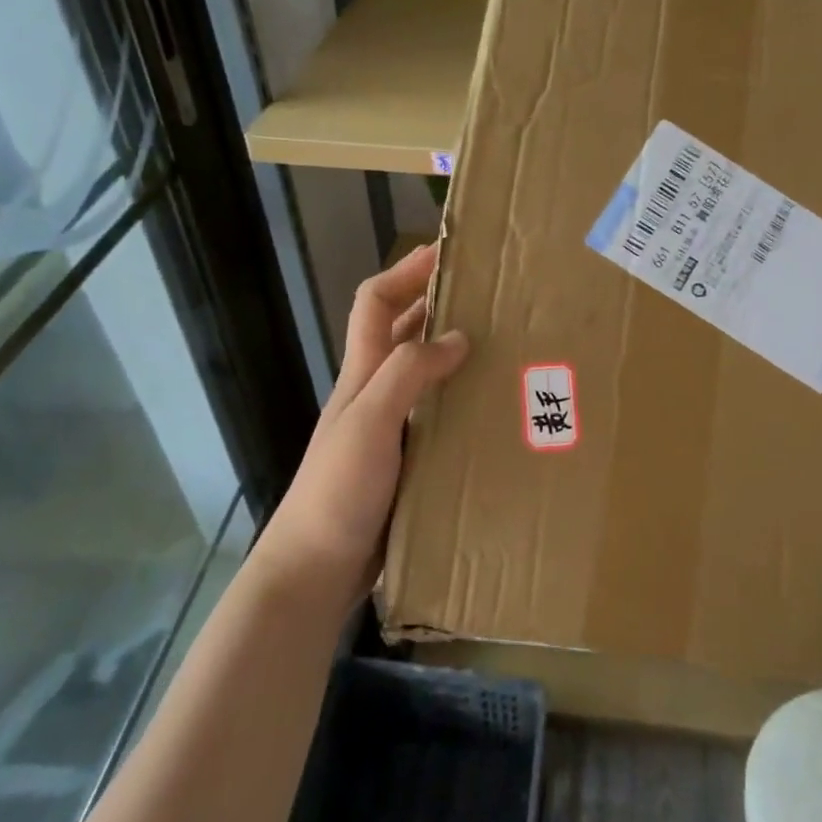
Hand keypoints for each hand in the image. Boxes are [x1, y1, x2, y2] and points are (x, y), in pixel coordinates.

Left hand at [263, 244, 468, 601]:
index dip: (406, 271)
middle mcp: (376, 392)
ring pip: (425, 374)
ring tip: (504, 346)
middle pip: (403, 331)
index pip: (376, 302)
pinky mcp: (407, 461)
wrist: (317, 570)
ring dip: (456, 353)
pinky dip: (462, 402)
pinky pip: (438, 416)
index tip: (447, 251)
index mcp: (363, 373)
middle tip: (492, 296)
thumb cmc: (338, 490)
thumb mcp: (369, 422)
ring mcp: (391, 427)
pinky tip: (494, 412)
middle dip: (439, 303)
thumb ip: (408, 374)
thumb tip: (457, 337)